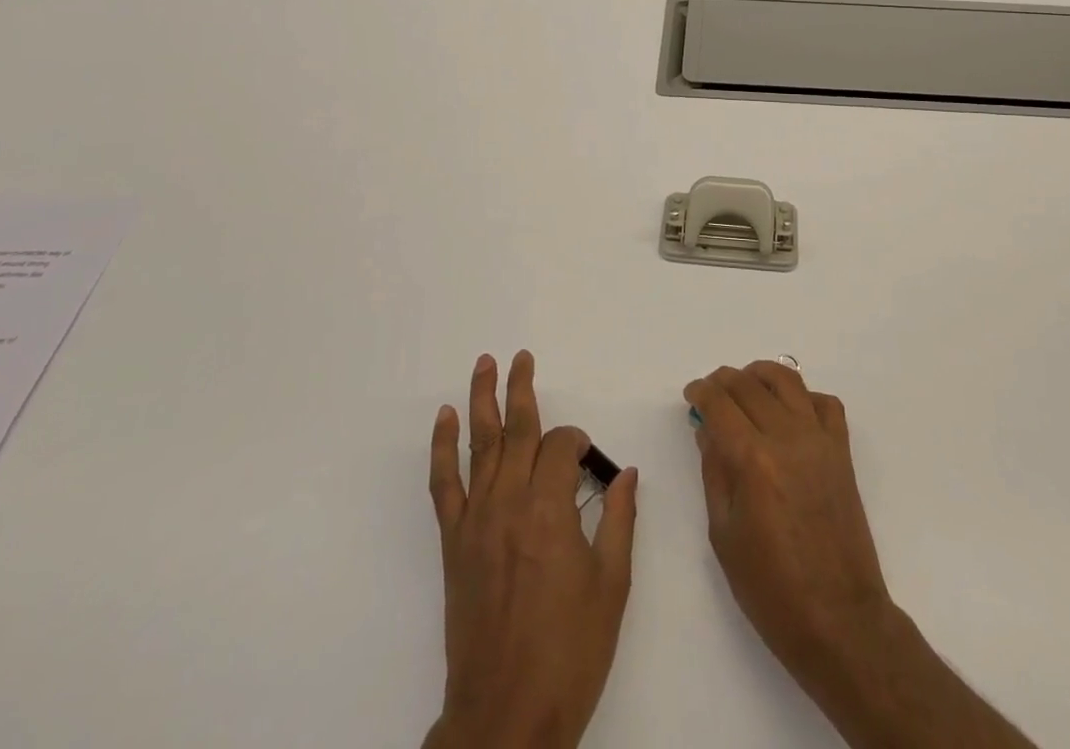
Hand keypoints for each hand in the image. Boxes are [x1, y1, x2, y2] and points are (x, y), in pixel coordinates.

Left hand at [424, 351, 638, 748]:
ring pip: (479, 446)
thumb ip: (620, 520)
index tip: (586, 459)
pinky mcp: (453, 544)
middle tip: (522, 356)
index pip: (559, 448)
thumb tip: (626, 473)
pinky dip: (442, 448)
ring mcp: (476, 522)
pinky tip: (444, 420)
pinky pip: (444, 485)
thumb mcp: (612, 587)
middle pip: (516, 431)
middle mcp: (509, 505)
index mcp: (550, 512)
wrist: (506, 717)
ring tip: (484, 364)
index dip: (576, 443)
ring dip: (481, 401)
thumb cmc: (569, 653)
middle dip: (522, 389)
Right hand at [685, 362, 1036, 748]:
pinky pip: (825, 403)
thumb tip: (707, 429)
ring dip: (761, 374)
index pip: (720, 403)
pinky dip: (804, 396)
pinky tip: (789, 411)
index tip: (691, 395)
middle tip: (711, 392)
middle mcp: (787, 437)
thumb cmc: (771, 588)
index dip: (701, 392)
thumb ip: (714, 471)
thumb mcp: (724, 534)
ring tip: (746, 386)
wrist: (839, 619)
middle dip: (723, 380)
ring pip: (788, 380)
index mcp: (753, 460)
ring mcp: (819, 441)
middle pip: (749, 384)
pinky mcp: (842, 452)